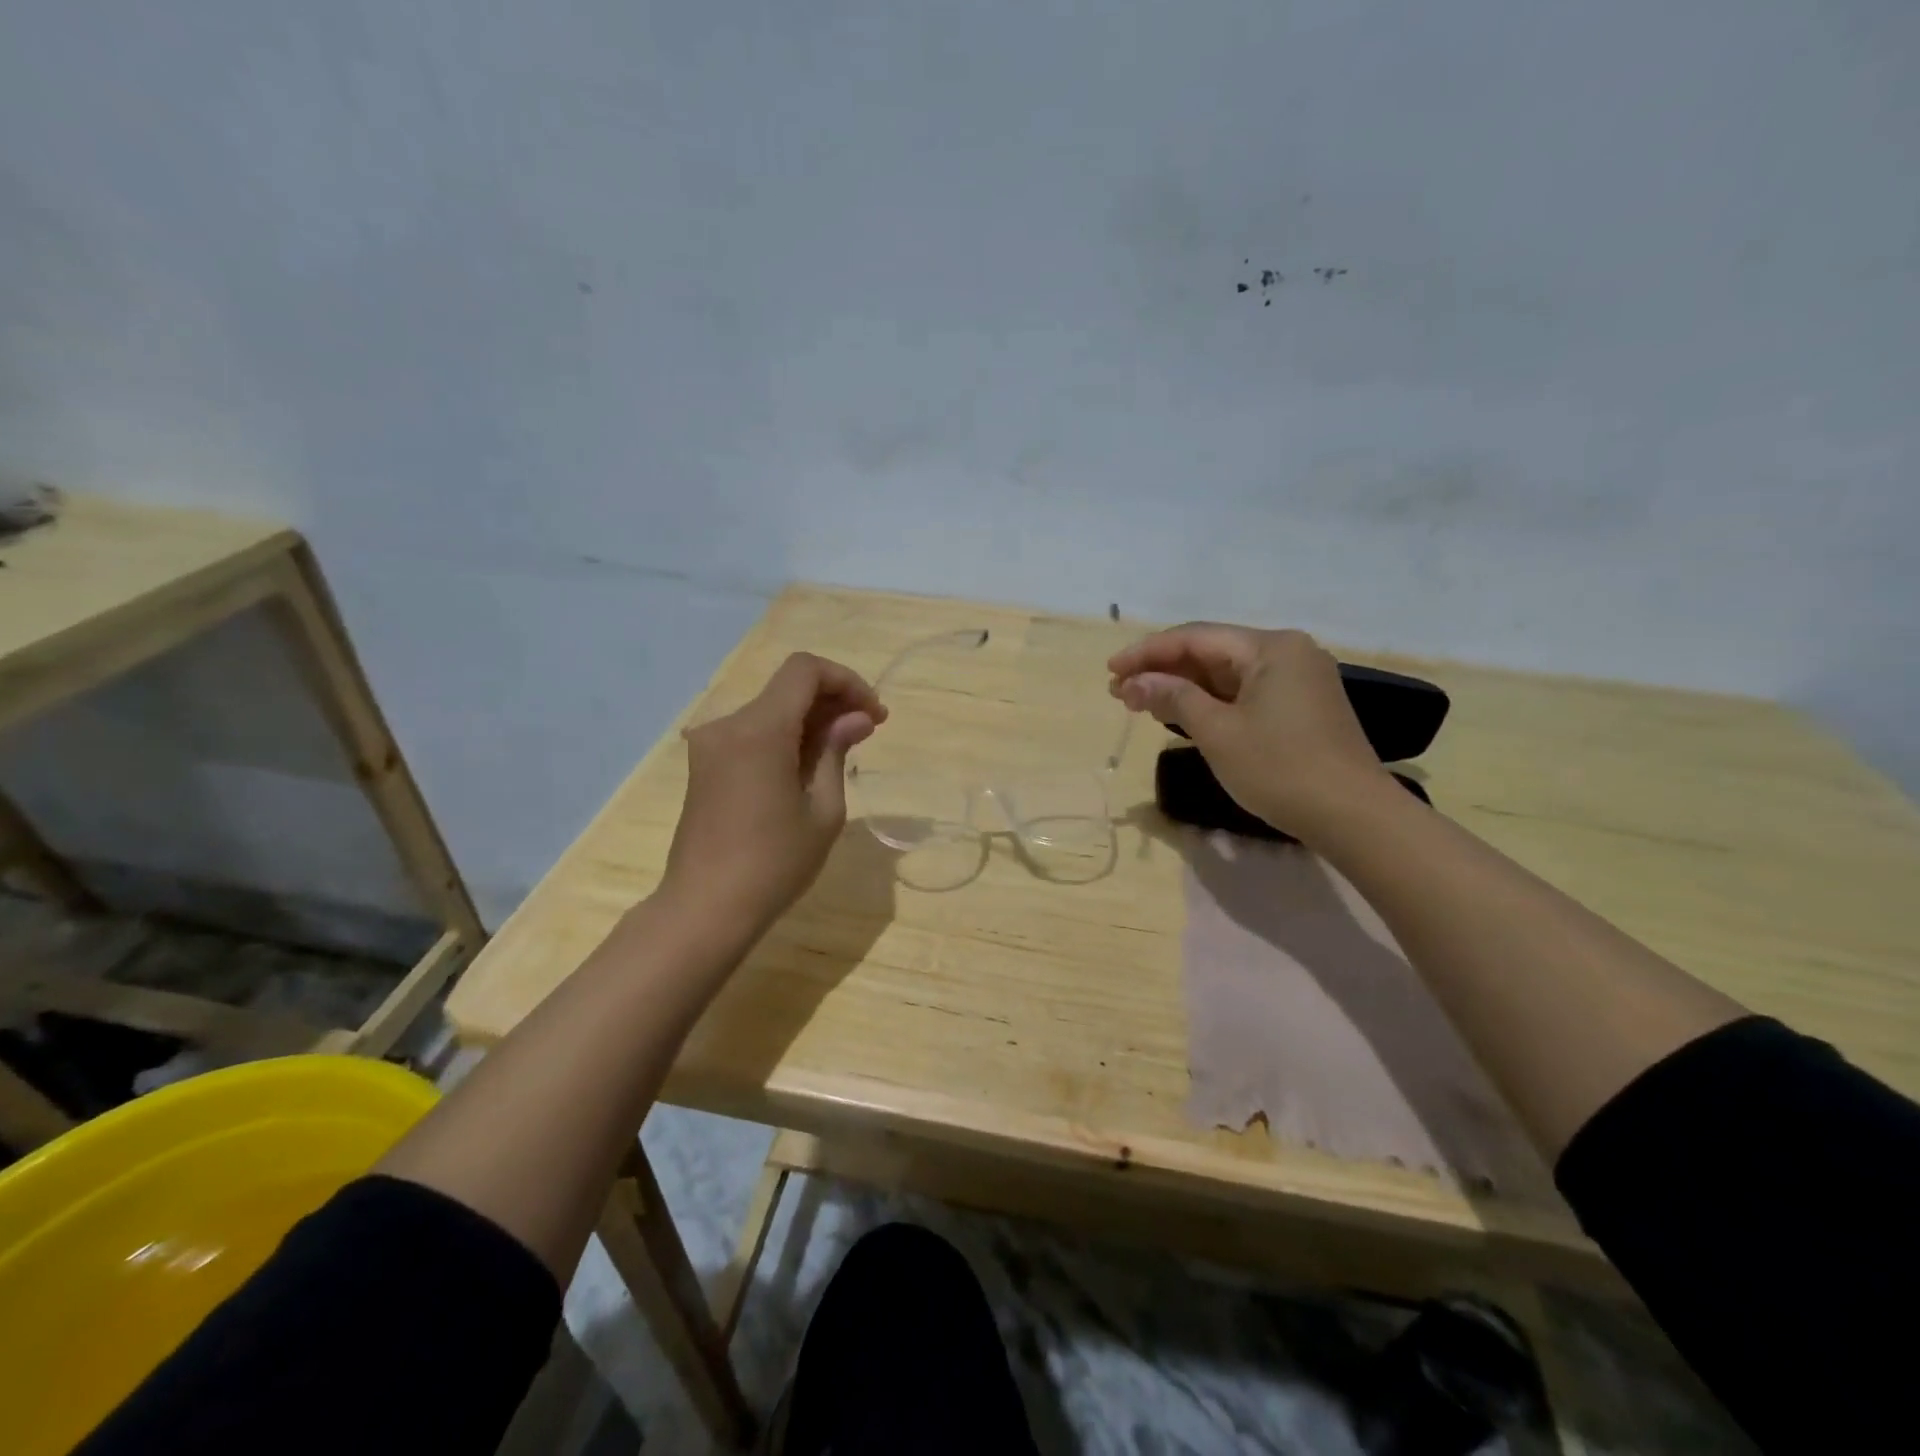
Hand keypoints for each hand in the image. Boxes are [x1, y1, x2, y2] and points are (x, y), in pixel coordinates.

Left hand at [663, 652, 886, 931]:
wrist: (705, 908)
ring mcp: (710, 744)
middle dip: (832, 701)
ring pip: (770, 710)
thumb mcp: (823, 809)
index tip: (873, 714)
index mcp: (759, 730)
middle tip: (868, 731)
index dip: (846, 681)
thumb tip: (857, 719)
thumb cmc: (774, 864)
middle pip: (787, 688)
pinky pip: (752, 733)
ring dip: (810, 719)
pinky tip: (807, 766)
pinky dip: (785, 737)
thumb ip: (836, 752)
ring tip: (843, 752)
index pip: (805, 670)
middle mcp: (728, 725)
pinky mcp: (705, 765)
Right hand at [1108, 623, 1390, 842]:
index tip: (1110, 670)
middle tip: (1119, 691)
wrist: (1353, 816)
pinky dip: (1209, 702)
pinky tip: (1180, 713)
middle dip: (1162, 671)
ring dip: (1183, 687)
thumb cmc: (1280, 769)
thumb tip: (1133, 683)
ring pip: (1226, 675)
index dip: (1147, 653)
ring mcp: (1298, 680)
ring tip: (1140, 702)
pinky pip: (1244, 693)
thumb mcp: (1218, 732)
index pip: (1195, 638)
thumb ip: (1173, 698)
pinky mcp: (1300, 707)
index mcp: (1270, 648)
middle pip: (1211, 652)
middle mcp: (1287, 653)